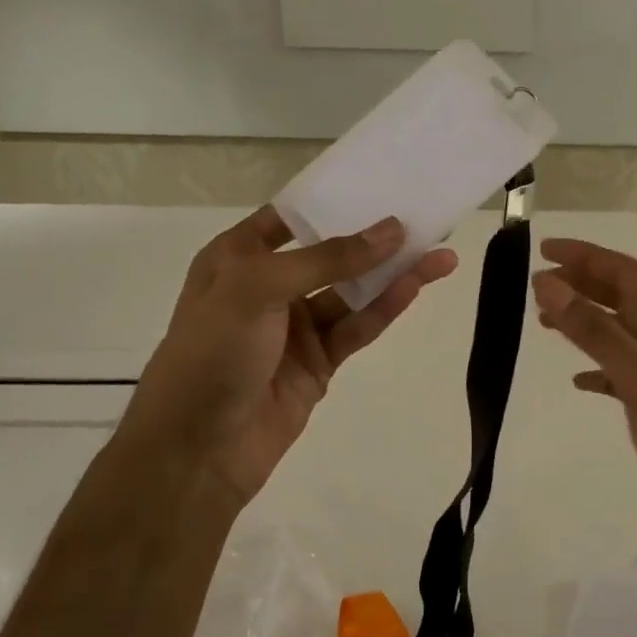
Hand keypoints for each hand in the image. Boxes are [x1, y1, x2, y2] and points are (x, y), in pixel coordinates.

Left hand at [116, 208, 456, 511]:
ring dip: (393, 274)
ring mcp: (295, 327)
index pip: (291, 217)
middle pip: (331, 253)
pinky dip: (385, 308)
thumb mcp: (257, 289)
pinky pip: (356, 327)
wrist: (195, 452)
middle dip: (375, 239)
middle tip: (424, 220)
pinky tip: (415, 287)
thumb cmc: (211, 353)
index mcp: (237, 257)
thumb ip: (327, 259)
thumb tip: (392, 231)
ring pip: (352, 292)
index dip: (333, 200)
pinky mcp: (319, 362)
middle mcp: (268, 286)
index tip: (381, 184)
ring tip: (440, 254)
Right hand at [532, 238, 636, 568]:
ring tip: (545, 323)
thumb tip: (547, 283)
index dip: (584, 256)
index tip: (541, 250)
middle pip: (621, 296)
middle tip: (535, 285)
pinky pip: (622, 372)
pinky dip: (597, 367)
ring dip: (584, 320)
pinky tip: (578, 381)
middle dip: (580, 283)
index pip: (623, 272)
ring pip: (619, 331)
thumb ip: (595, 332)